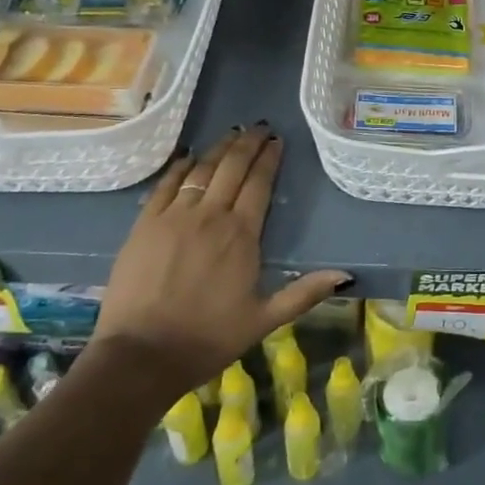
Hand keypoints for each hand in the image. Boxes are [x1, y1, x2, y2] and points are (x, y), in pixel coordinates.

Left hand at [89, 125, 349, 402]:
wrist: (139, 357)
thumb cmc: (206, 339)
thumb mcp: (263, 320)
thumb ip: (304, 293)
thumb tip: (345, 275)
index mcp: (241, 235)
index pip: (260, 183)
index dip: (270, 159)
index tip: (277, 141)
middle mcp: (210, 215)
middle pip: (232, 167)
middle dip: (248, 143)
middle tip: (260, 127)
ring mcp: (174, 216)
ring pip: (201, 170)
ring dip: (219, 148)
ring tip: (232, 133)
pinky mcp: (144, 225)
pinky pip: (166, 184)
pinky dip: (180, 166)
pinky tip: (190, 156)